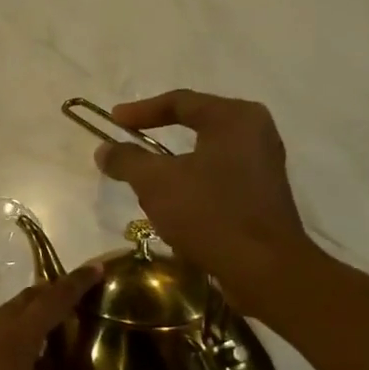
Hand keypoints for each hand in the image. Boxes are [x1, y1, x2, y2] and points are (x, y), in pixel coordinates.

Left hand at [0, 267, 148, 369]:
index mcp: (16, 341)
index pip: (51, 301)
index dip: (75, 283)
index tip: (96, 268)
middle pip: (23, 303)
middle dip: (50, 293)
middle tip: (78, 296)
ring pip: (5, 321)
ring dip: (30, 315)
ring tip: (56, 327)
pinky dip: (16, 337)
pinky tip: (27, 364)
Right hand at [94, 90, 319, 319]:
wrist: (264, 268)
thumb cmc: (209, 213)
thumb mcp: (155, 182)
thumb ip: (127, 159)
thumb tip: (105, 149)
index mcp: (234, 118)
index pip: (180, 101)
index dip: (140, 110)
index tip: (112, 121)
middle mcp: (255, 132)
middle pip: (196, 123)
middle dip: (158, 133)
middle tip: (129, 141)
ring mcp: (263, 164)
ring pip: (206, 152)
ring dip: (173, 162)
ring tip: (145, 174)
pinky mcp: (262, 194)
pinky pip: (218, 175)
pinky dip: (192, 180)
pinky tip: (174, 200)